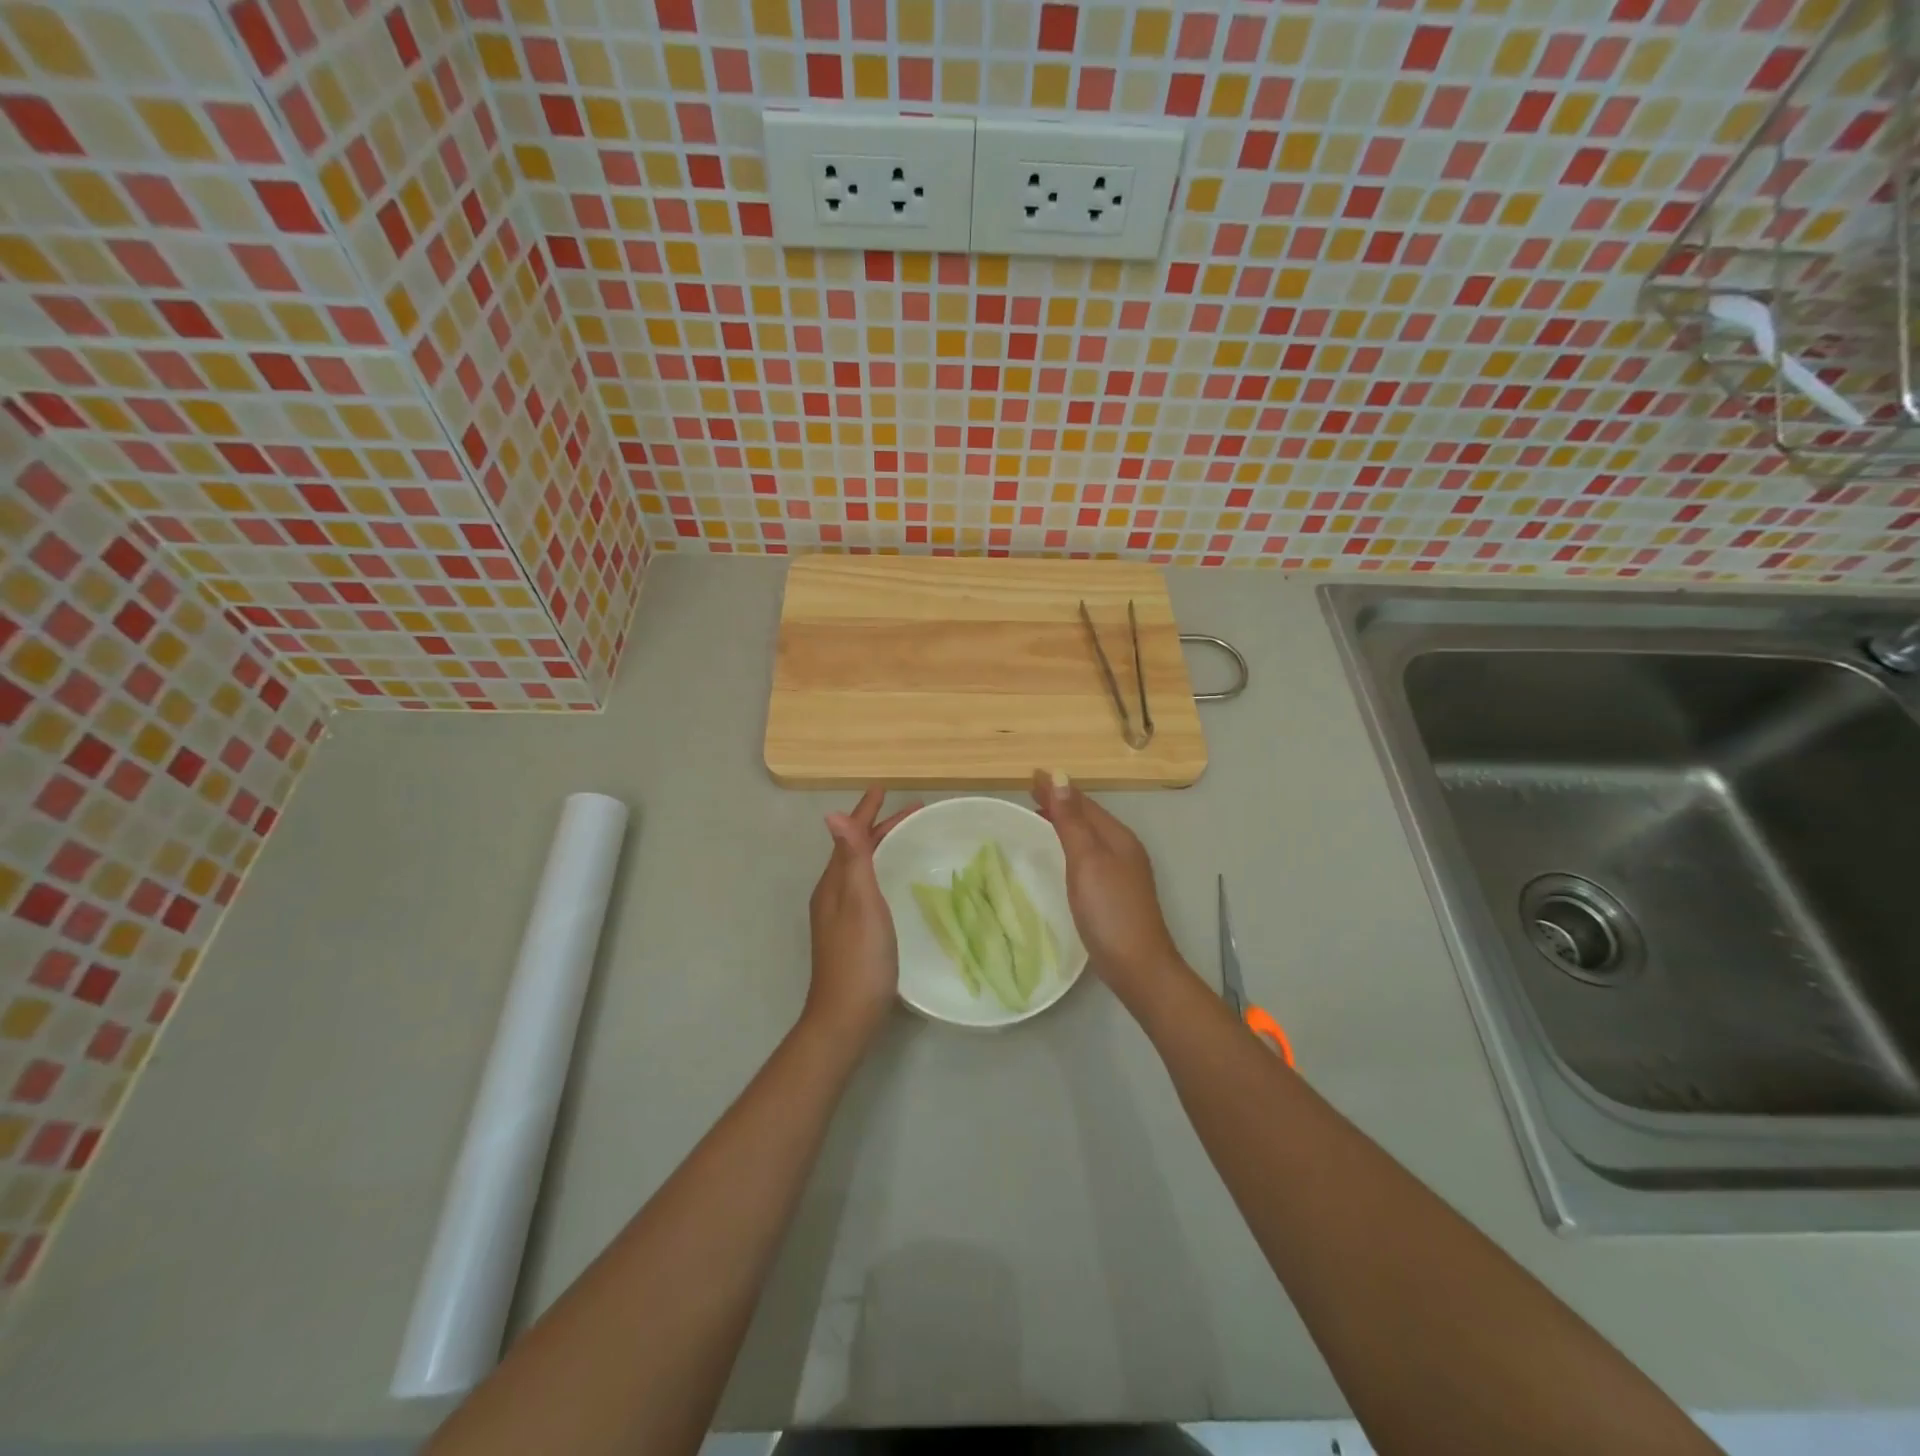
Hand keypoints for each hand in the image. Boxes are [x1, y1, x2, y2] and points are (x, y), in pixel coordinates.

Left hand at [806, 786, 919, 1044]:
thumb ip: (851, 859)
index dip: (867, 812)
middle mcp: (833, 894)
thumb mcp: (859, 902)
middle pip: (856, 850)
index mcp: (833, 883)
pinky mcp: (852, 932)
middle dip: (880, 827)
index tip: (884, 788)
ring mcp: (840, 915)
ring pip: (861, 868)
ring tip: (906, 837)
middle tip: (913, 812)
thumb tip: (832, 815)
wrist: (847, 1015)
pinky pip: (866, 886)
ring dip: (881, 847)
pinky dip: (882, 869)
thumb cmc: (859, 956)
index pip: (850, 836)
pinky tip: (896, 881)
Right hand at [1032, 770, 1189, 1003]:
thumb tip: (1060, 778)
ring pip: (1089, 836)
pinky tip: (1059, 857)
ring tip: (1039, 817)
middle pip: (1088, 817)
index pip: (1083, 803)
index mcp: (1118, 837)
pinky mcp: (1114, 893)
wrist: (1138, 966)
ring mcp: (1122, 873)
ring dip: (1065, 823)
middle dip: (1060, 802)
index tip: (1030, 776)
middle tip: (1029, 793)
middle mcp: (1123, 849)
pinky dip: (1070, 845)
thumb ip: (1072, 821)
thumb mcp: (1087, 861)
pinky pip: (1088, 856)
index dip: (1058, 789)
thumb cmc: (1110, 910)